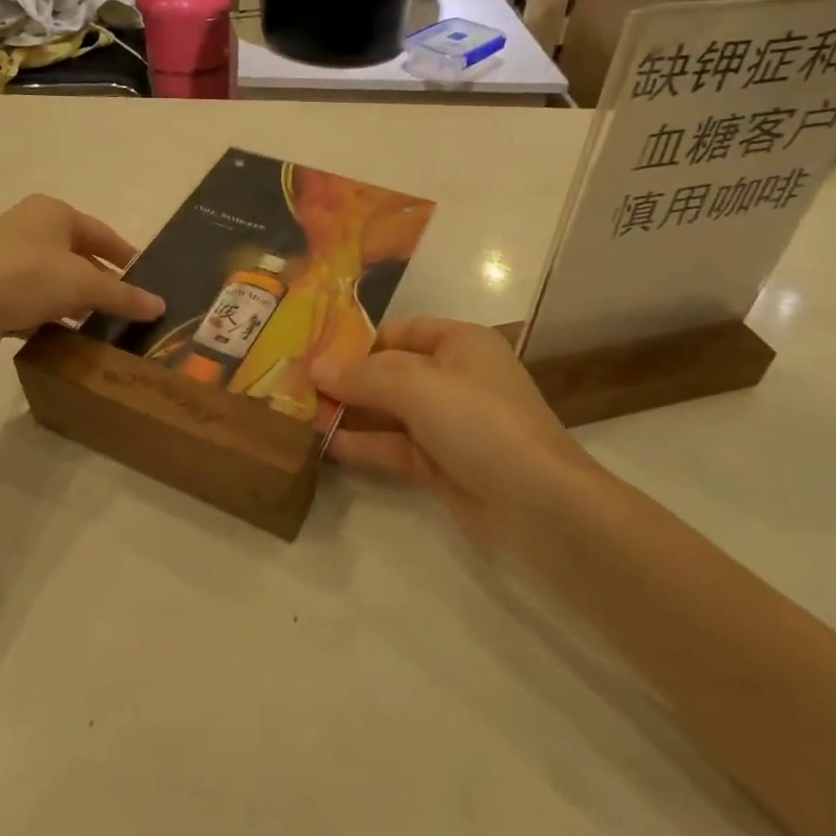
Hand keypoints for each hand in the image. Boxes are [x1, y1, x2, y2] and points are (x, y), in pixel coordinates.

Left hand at [0, 195, 165, 363]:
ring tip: (96, 325)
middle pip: (77, 255)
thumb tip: (160, 306)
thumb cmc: (25, 277)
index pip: (102, 233)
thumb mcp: (83, 285)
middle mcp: (27, 226)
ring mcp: (2, 255)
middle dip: (99, 281)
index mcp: (52, 212)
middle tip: (123, 306)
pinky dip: (47, 313)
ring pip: (52, 278)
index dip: (126, 256)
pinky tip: (60, 334)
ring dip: (73, 300)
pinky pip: (28, 297)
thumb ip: (123, 295)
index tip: (145, 279)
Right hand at [316, 318, 593, 550]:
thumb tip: (315, 366)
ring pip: (390, 412)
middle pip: (391, 372)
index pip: (400, 332)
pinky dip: (364, 445)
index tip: (314, 352)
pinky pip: (395, 446)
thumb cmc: (479, 421)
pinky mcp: (442, 463)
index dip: (358, 341)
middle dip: (347, 379)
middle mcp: (454, 377)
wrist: (539, 503)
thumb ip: (363, 375)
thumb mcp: (417, 386)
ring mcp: (449, 423)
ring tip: (300, 414)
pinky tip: (324, 444)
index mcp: (460, 343)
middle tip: (296, 385)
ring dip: (350, 413)